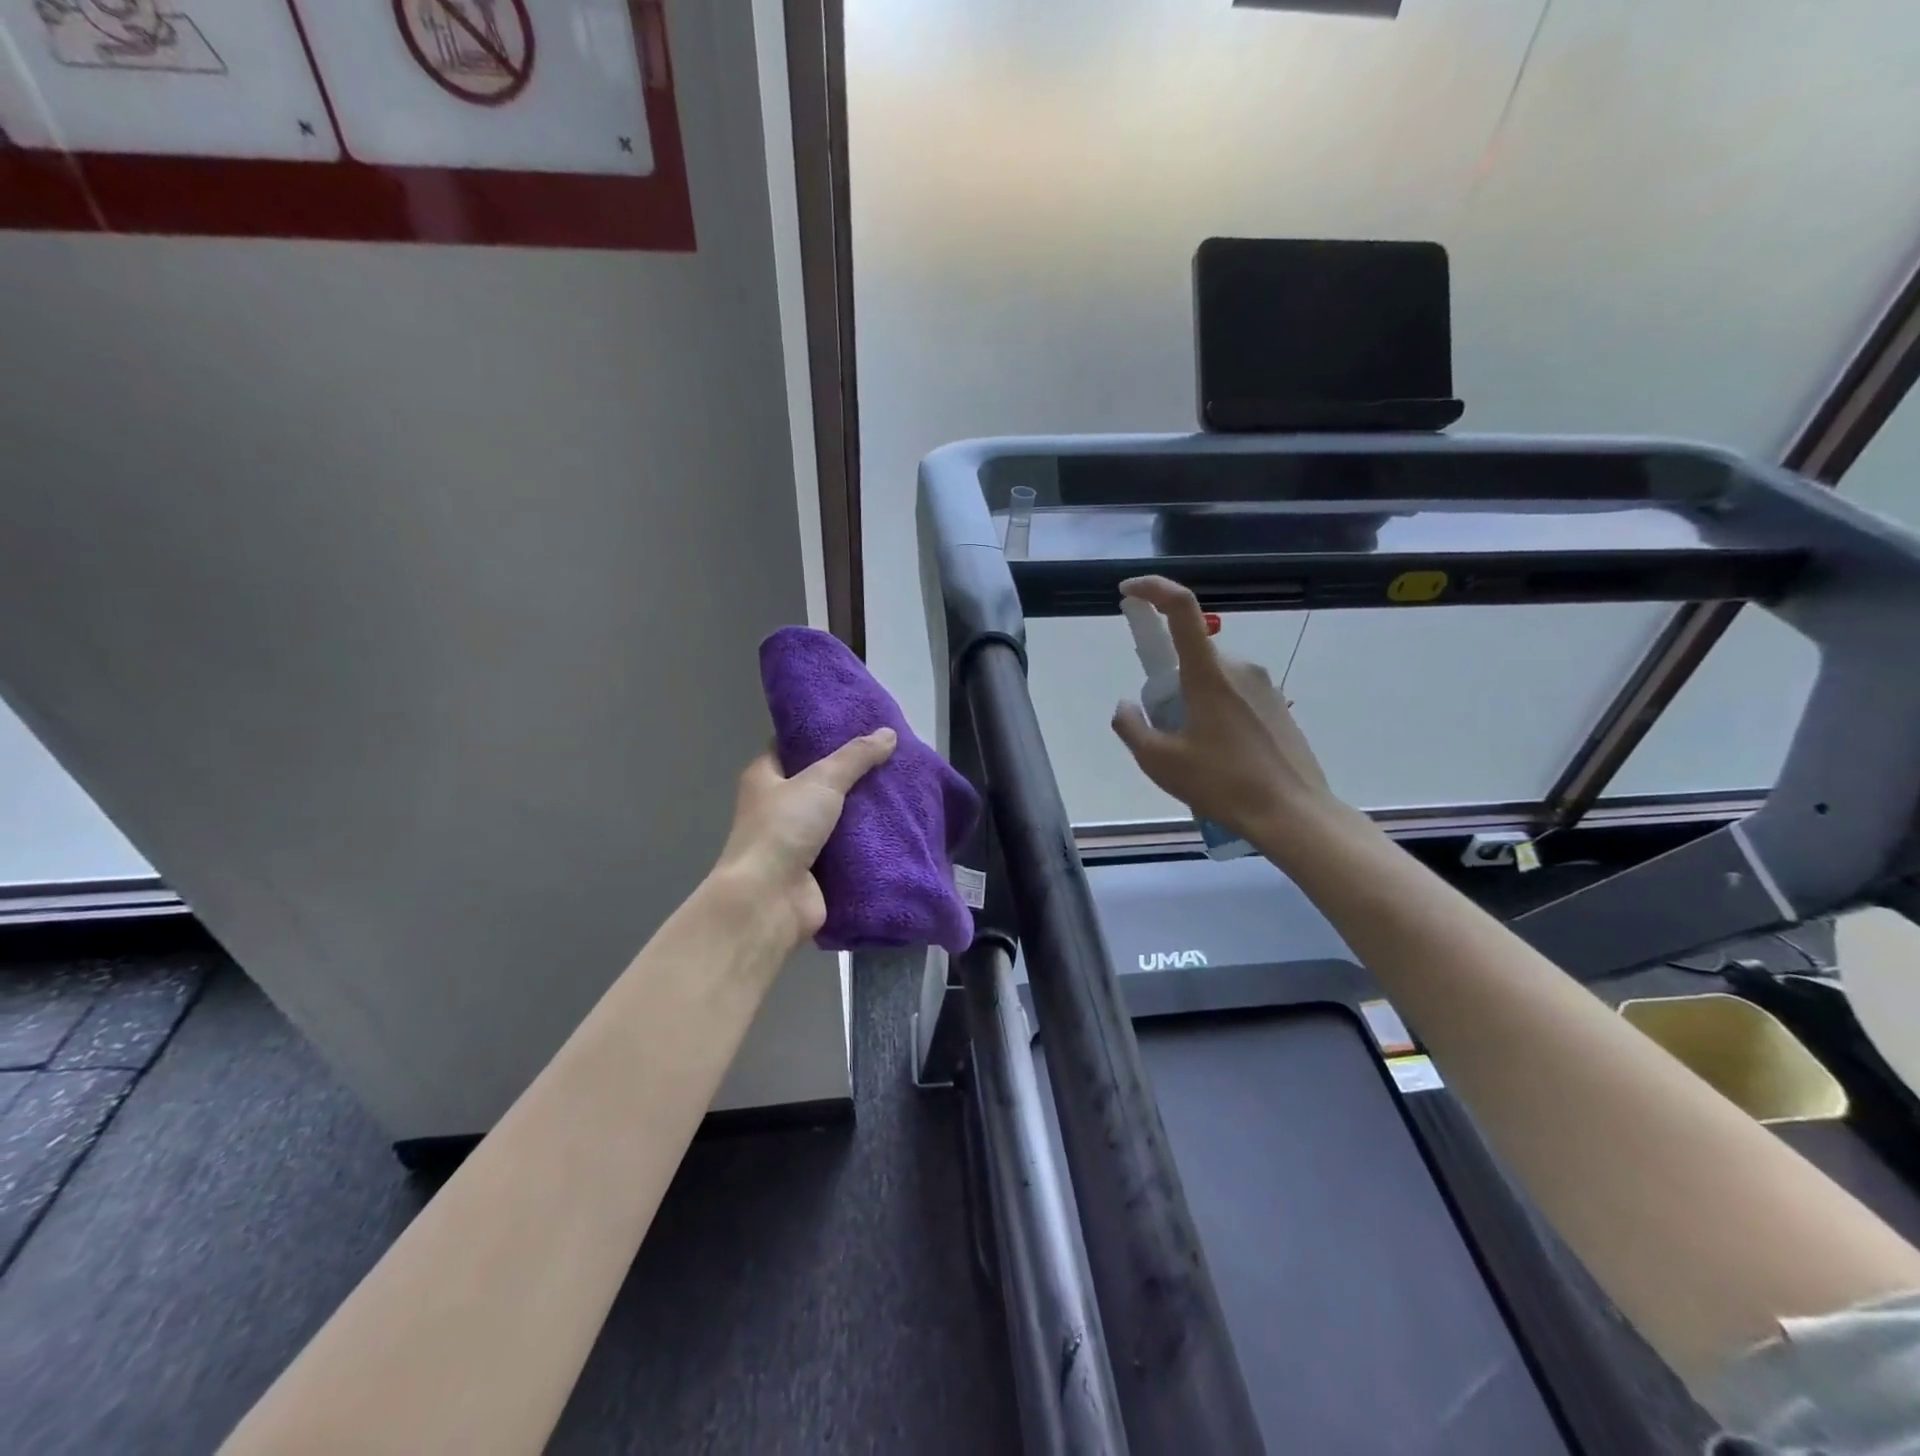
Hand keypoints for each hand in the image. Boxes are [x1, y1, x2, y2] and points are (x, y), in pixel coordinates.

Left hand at [713, 729, 897, 948]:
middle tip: (890, 756)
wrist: (769, 900)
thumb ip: (855, 757)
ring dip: (864, 809)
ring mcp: (798, 841)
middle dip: (853, 773)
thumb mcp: (822, 780)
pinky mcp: (817, 870)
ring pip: (838, 817)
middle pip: (820, 782)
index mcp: (765, 777)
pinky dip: (868, 842)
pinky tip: (898, 827)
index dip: (822, 734)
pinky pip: (848, 849)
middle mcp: (778, 807)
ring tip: (902, 788)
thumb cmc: (783, 829)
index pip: (793, 746)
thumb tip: (888, 733)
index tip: (858, 724)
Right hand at [1110, 576, 1337, 854]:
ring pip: (1211, 677)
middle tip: (1163, 729)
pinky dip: (1215, 712)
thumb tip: (1125, 706)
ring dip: (1192, 700)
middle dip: (1168, 682)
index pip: (1181, 609)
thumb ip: (1131, 727)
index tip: (1128, 593)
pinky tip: (1220, 757)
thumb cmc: (1222, 783)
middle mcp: (1239, 667)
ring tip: (1193, 752)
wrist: (1292, 813)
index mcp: (1208, 673)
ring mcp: (1263, 685)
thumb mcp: (1159, 761)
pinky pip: (1234, 694)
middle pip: (1191, 655)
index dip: (1152, 590)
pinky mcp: (1277, 705)